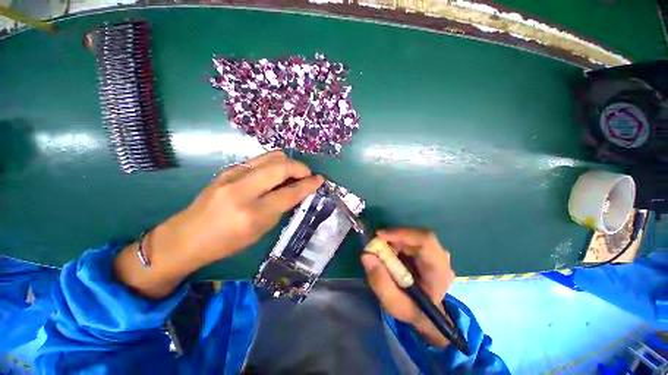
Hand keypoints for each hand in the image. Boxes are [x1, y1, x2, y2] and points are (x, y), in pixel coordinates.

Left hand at [115, 151, 323, 297]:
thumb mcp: (260, 231)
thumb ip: (281, 207)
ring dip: (288, 163)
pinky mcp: (228, 170)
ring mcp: (233, 175)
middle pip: (281, 166)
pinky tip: (275, 175)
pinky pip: (260, 160)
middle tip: (307, 175)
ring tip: (293, 173)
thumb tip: (297, 191)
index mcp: (253, 213)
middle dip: (300, 168)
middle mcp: (243, 189)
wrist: (186, 237)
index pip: (290, 192)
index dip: (308, 184)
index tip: (319, 179)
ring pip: (271, 156)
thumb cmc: (226, 242)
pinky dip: (274, 164)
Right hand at [361, 228, 455, 346]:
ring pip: (412, 235)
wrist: (425, 314)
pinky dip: (396, 242)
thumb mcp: (394, 304)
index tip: (379, 235)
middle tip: (375, 245)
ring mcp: (435, 252)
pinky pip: (410, 238)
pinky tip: (389, 253)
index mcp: (439, 271)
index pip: (425, 240)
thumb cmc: (412, 310)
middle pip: (416, 235)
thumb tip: (366, 255)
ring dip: (393, 240)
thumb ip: (380, 282)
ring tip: (381, 252)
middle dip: (393, 237)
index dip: (402, 233)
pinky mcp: (427, 250)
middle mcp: (441, 257)